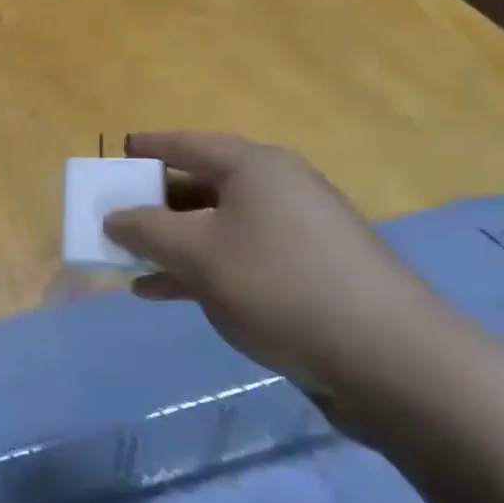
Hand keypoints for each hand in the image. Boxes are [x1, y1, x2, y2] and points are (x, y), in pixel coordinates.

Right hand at [102, 133, 446, 392]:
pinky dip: (201, 268)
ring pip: (217, 226)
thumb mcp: (196, 254)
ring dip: (173, 242)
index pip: (188, 144)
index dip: (149, 148)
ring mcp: (297, 233)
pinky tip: (165, 292)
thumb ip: (146, 231)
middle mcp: (278, 189)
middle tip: (116, 215)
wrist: (389, 359)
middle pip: (202, 184)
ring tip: (129, 261)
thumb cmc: (279, 284)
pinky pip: (239, 258)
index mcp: (254, 167)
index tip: (117, 154)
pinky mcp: (308, 274)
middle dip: (155, 202)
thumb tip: (114, 217)